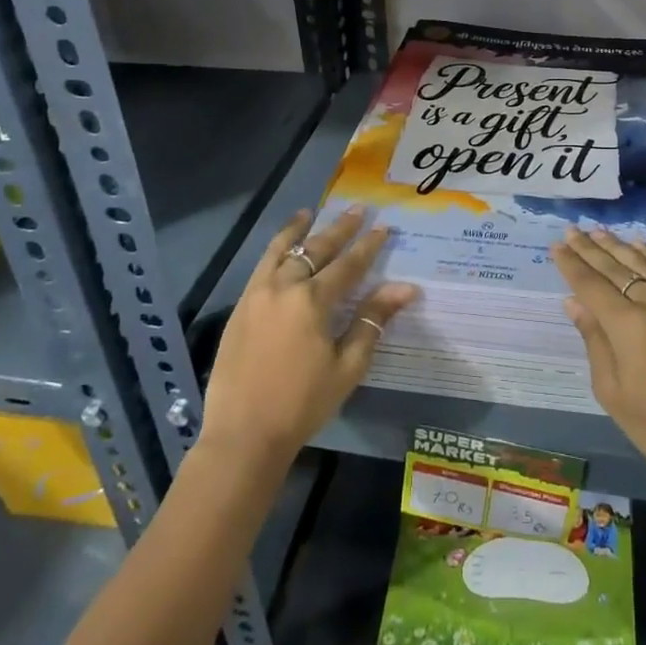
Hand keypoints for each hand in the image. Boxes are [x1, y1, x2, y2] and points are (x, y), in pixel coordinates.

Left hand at [197, 207, 418, 462]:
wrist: (243, 435)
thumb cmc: (303, 403)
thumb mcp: (348, 366)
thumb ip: (372, 321)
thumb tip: (405, 288)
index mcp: (313, 301)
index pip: (348, 264)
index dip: (368, 245)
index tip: (383, 226)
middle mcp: (284, 288)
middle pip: (315, 249)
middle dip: (339, 228)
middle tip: (356, 209)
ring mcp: (257, 296)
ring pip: (280, 251)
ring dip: (298, 230)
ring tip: (309, 212)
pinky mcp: (240, 309)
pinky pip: (260, 267)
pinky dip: (274, 250)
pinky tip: (280, 248)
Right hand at [551, 228, 645, 496]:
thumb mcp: (612, 391)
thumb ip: (593, 339)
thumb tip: (574, 302)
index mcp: (630, 327)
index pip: (593, 286)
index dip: (572, 265)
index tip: (557, 245)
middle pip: (617, 269)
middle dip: (591, 249)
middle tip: (572, 230)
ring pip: (645, 265)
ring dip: (619, 246)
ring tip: (598, 231)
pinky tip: (638, 245)